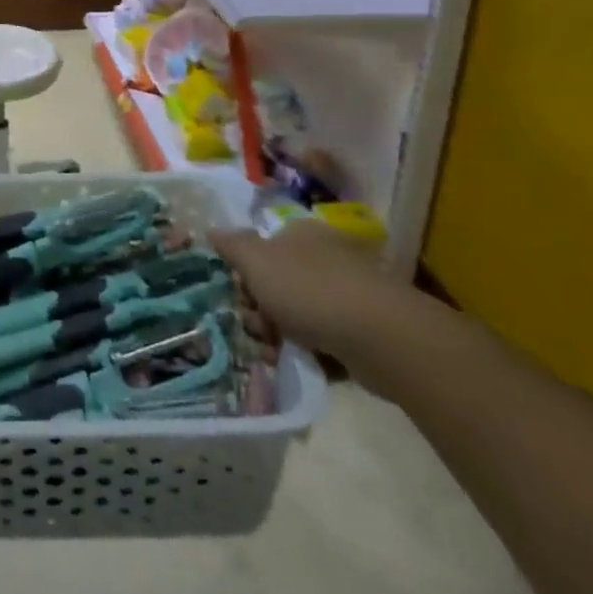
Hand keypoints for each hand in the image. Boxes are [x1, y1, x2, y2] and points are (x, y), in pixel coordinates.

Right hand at [211, 220, 404, 370]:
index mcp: (300, 233)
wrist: (379, 336)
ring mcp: (348, 291)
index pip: (262, 248)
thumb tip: (212, 230)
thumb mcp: (256, 262)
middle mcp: (325, 255)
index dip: (245, 274)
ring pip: (301, 312)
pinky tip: (305, 363)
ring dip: (283, 334)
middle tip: (258, 330)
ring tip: (277, 354)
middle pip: (279, 282)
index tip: (240, 298)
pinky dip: (313, 351)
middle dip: (261, 309)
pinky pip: (327, 336)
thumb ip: (232, 246)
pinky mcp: (365, 326)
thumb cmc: (308, 289)